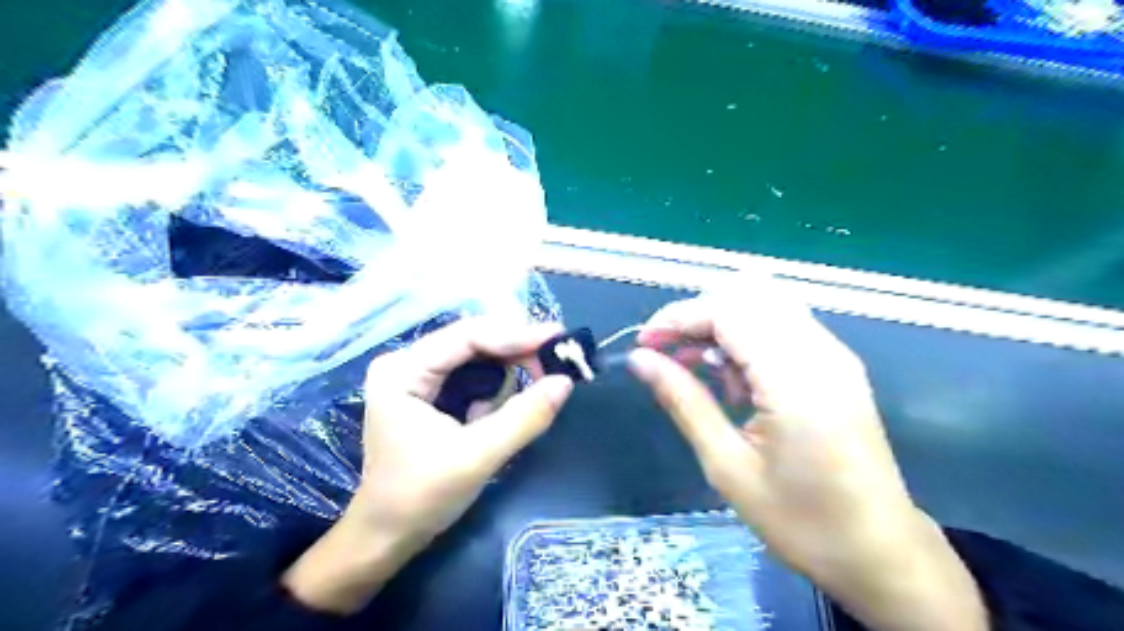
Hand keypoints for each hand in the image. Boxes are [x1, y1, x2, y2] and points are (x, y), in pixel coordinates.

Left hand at [286, 317, 574, 612]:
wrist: (387, 537)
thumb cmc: (420, 498)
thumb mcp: (477, 457)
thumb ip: (523, 418)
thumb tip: (566, 382)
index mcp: (404, 371)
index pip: (467, 336)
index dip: (516, 335)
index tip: (558, 338)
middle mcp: (407, 364)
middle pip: (473, 341)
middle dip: (516, 351)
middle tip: (557, 362)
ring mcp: (416, 377)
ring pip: (476, 357)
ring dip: (510, 368)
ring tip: (540, 381)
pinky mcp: (428, 393)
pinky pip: (472, 375)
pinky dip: (498, 386)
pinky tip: (508, 403)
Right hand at [629, 281, 986, 630]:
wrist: (880, 552)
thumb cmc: (801, 520)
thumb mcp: (728, 465)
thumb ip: (683, 401)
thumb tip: (640, 359)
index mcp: (795, 379)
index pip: (728, 311)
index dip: (679, 317)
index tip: (644, 343)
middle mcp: (821, 352)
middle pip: (747, 295)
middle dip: (698, 315)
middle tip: (667, 353)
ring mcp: (835, 355)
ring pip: (766, 304)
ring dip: (722, 323)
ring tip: (698, 368)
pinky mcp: (838, 365)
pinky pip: (783, 325)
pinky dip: (747, 336)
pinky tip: (735, 379)